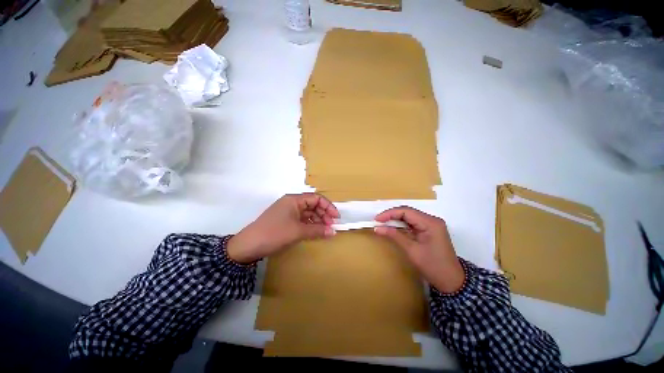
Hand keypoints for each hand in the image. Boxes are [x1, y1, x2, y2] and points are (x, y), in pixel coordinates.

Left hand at [227, 193, 338, 263]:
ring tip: (325, 230)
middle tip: (331, 226)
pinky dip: (310, 225)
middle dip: (324, 214)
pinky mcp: (285, 221)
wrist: (248, 246)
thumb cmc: (275, 233)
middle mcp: (292, 203)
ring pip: (308, 213)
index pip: (316, 198)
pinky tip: (315, 232)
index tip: (336, 218)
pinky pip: (302, 220)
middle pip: (313, 205)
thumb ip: (317, 230)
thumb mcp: (298, 231)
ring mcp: (288, 212)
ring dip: (318, 220)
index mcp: (294, 200)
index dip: (328, 206)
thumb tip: (333, 232)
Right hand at [374, 206, 463, 292]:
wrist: (452, 281)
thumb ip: (394, 235)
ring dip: (396, 220)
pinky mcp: (429, 230)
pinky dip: (402, 225)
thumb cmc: (432, 266)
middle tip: (378, 221)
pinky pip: (413, 223)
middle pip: (408, 212)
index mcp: (430, 223)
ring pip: (409, 217)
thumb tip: (377, 228)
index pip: (406, 211)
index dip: (389, 213)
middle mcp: (432, 220)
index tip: (377, 219)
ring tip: (383, 224)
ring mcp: (431, 225)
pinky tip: (393, 228)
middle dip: (392, 216)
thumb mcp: (411, 250)